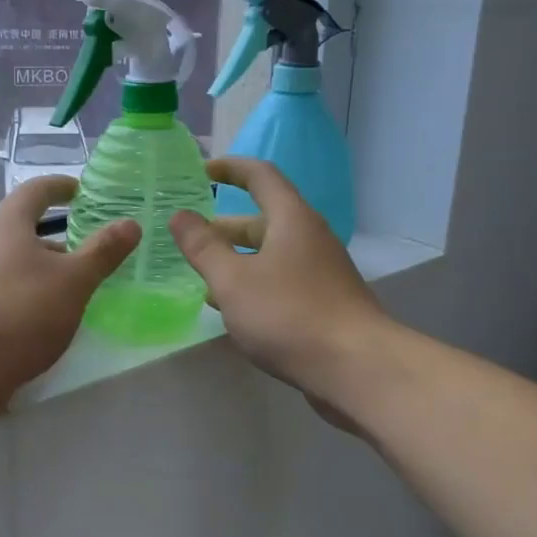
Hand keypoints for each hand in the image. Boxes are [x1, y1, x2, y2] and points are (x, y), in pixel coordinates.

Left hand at [0, 176, 137, 423]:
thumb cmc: (21, 310)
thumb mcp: (73, 280)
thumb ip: (103, 252)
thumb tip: (130, 224)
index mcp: (8, 223)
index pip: (36, 190)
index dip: (60, 186)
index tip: (81, 190)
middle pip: (25, 229)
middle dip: (60, 237)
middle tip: (93, 250)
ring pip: (18, 263)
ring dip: (47, 270)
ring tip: (79, 289)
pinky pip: (9, 290)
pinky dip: (33, 294)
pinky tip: (51, 318)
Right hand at [169, 157, 386, 404]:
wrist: (356, 368)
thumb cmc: (289, 314)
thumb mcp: (233, 280)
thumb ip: (203, 247)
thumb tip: (180, 215)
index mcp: (291, 219)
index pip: (260, 176)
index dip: (229, 169)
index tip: (199, 172)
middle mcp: (309, 238)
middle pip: (263, 219)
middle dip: (223, 225)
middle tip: (188, 237)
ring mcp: (320, 272)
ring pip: (270, 254)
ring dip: (235, 259)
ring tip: (200, 275)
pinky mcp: (323, 302)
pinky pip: (280, 280)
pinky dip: (253, 284)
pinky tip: (231, 309)